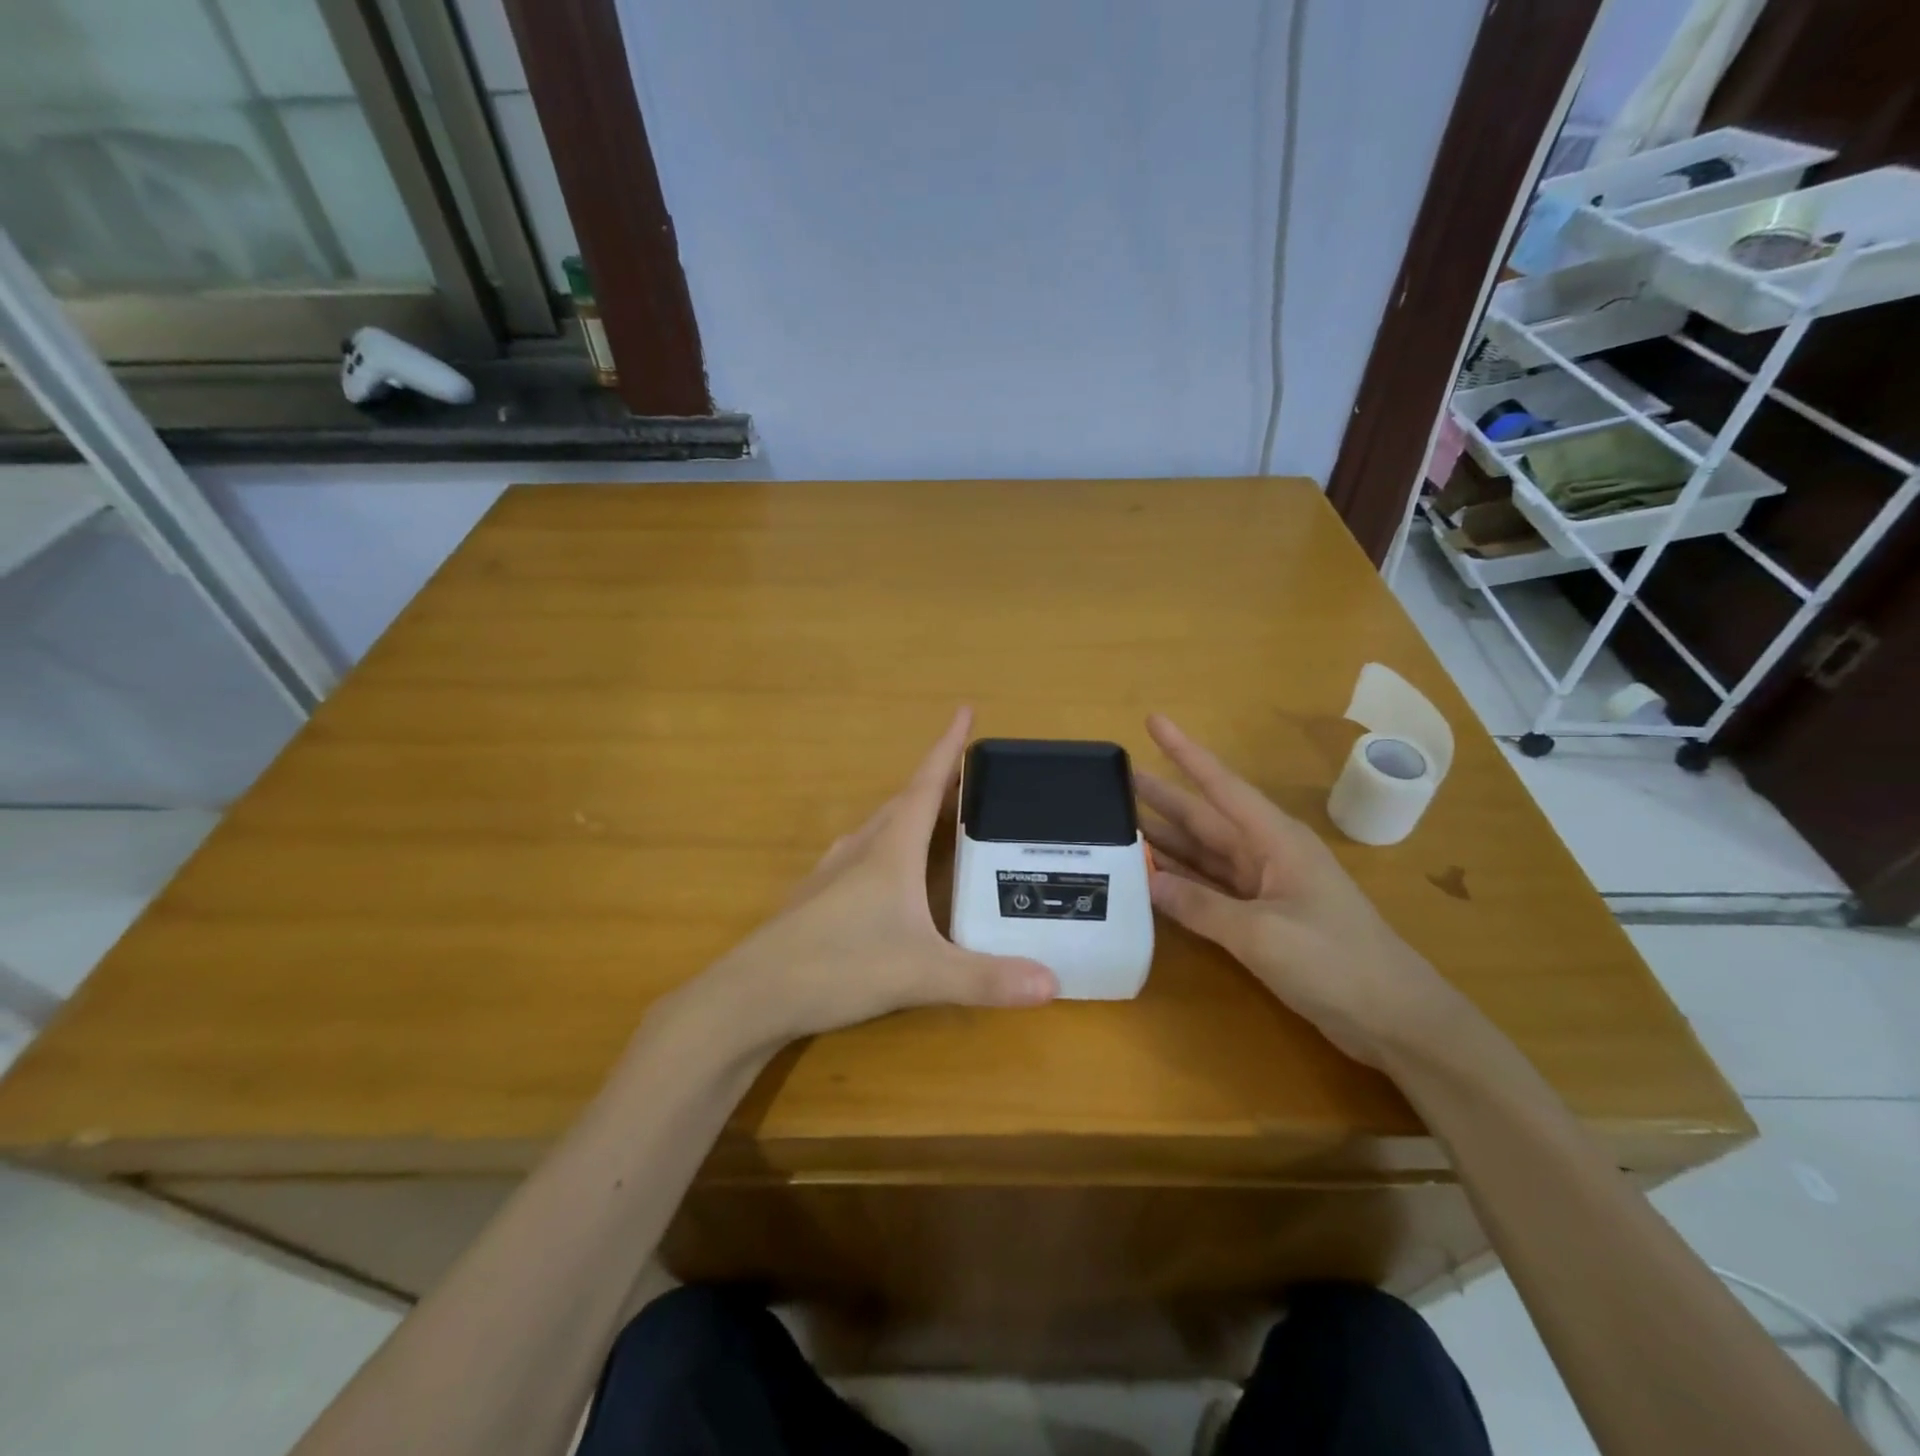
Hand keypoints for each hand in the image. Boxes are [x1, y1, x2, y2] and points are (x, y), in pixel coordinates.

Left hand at [703, 707, 1057, 1044]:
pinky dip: (886, 848)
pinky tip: (887, 873)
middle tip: (971, 777)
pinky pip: (861, 856)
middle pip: (904, 802)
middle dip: (938, 782)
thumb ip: (986, 978)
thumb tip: (1054, 984)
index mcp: (890, 850)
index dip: (948, 747)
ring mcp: (833, 873)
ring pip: (879, 828)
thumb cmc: (839, 966)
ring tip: (936, 818)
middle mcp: (861, 850)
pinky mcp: (816, 899)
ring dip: (910, 814)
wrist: (752, 995)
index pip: (926, 784)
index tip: (965, 709)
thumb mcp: (921, 973)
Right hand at [1135, 714, 1464, 1066]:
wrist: (1395, 1019)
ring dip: (1165, 841)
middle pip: (1204, 817)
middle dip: (1163, 796)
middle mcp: (1266, 854)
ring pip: (1203, 853)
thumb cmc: (1335, 961)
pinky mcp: (1261, 918)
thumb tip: (1146, 881)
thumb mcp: (1262, 932)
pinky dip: (1181, 881)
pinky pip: (1210, 888)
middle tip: (1115, 782)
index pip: (1220, 784)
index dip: (1185, 752)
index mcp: (1275, 840)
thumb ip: (1200, 905)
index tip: (1153, 721)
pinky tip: (1149, 877)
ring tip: (1119, 825)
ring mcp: (1264, 887)